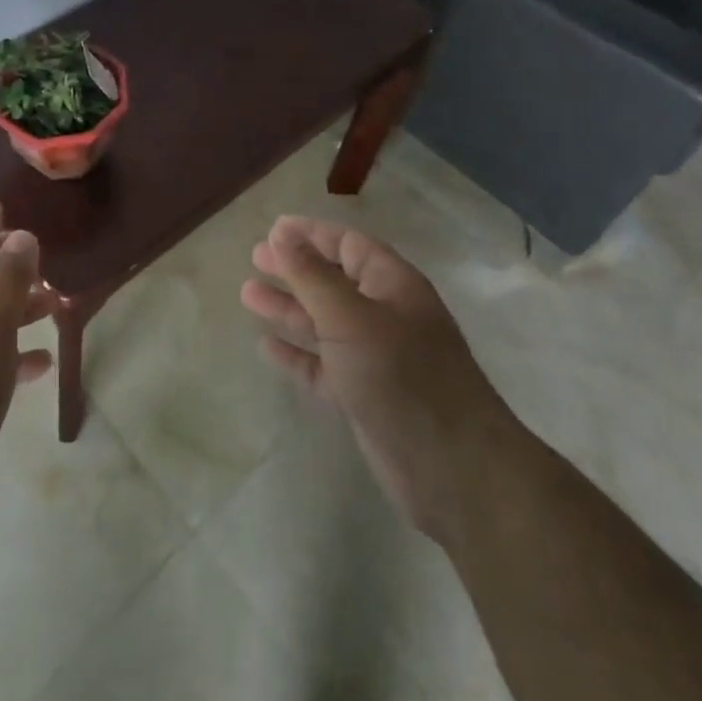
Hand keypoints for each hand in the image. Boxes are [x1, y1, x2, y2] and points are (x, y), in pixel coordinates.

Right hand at [240, 215, 505, 534]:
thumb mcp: (350, 317)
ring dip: (289, 308)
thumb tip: (281, 234)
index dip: (311, 235)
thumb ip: (311, 275)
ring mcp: (375, 357)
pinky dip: (297, 354)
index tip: (272, 230)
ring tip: (247, 294)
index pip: (348, 245)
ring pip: (324, 322)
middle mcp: (385, 315)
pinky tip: (267, 346)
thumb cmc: (401, 374)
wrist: (454, 470)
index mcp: (392, 285)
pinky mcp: (364, 396)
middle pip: (333, 281)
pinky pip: (323, 365)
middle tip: (255, 258)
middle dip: (295, 268)